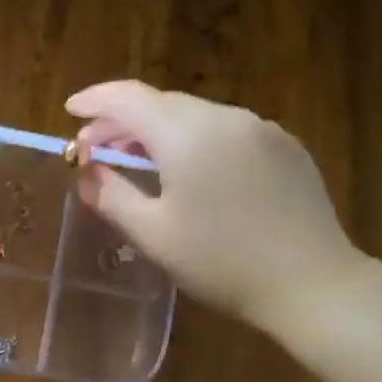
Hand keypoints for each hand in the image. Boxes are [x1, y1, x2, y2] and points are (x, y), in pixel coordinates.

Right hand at [66, 81, 368, 335]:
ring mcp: (261, 129)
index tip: (69, 110)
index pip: (128, 98)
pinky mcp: (285, 147)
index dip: (94, 100)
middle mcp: (226, 117)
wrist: (312, 284)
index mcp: (188, 134)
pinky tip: (187, 171)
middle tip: (95, 148)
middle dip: (122, 120)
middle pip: (161, 103)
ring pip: (194, 116)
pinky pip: (225, 131)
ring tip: (135, 159)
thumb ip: (111, 195)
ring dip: (157, 131)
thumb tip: (87, 171)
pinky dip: (193, 140)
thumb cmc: (221, 262)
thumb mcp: (153, 234)